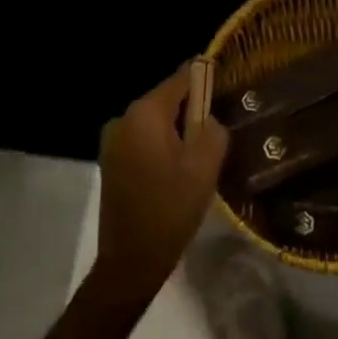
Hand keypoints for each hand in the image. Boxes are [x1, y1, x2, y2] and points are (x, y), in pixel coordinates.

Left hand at [93, 65, 229, 300]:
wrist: (130, 261)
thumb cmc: (170, 209)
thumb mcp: (204, 167)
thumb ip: (213, 129)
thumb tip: (208, 118)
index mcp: (145, 113)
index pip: (181, 78)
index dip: (205, 77)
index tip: (226, 83)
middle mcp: (124, 118)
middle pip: (167, 99)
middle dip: (193, 108)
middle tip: (219, 126)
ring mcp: (113, 140)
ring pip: (156, 121)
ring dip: (178, 130)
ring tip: (202, 151)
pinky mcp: (111, 161)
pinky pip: (144, 139)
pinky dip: (162, 145)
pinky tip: (178, 168)